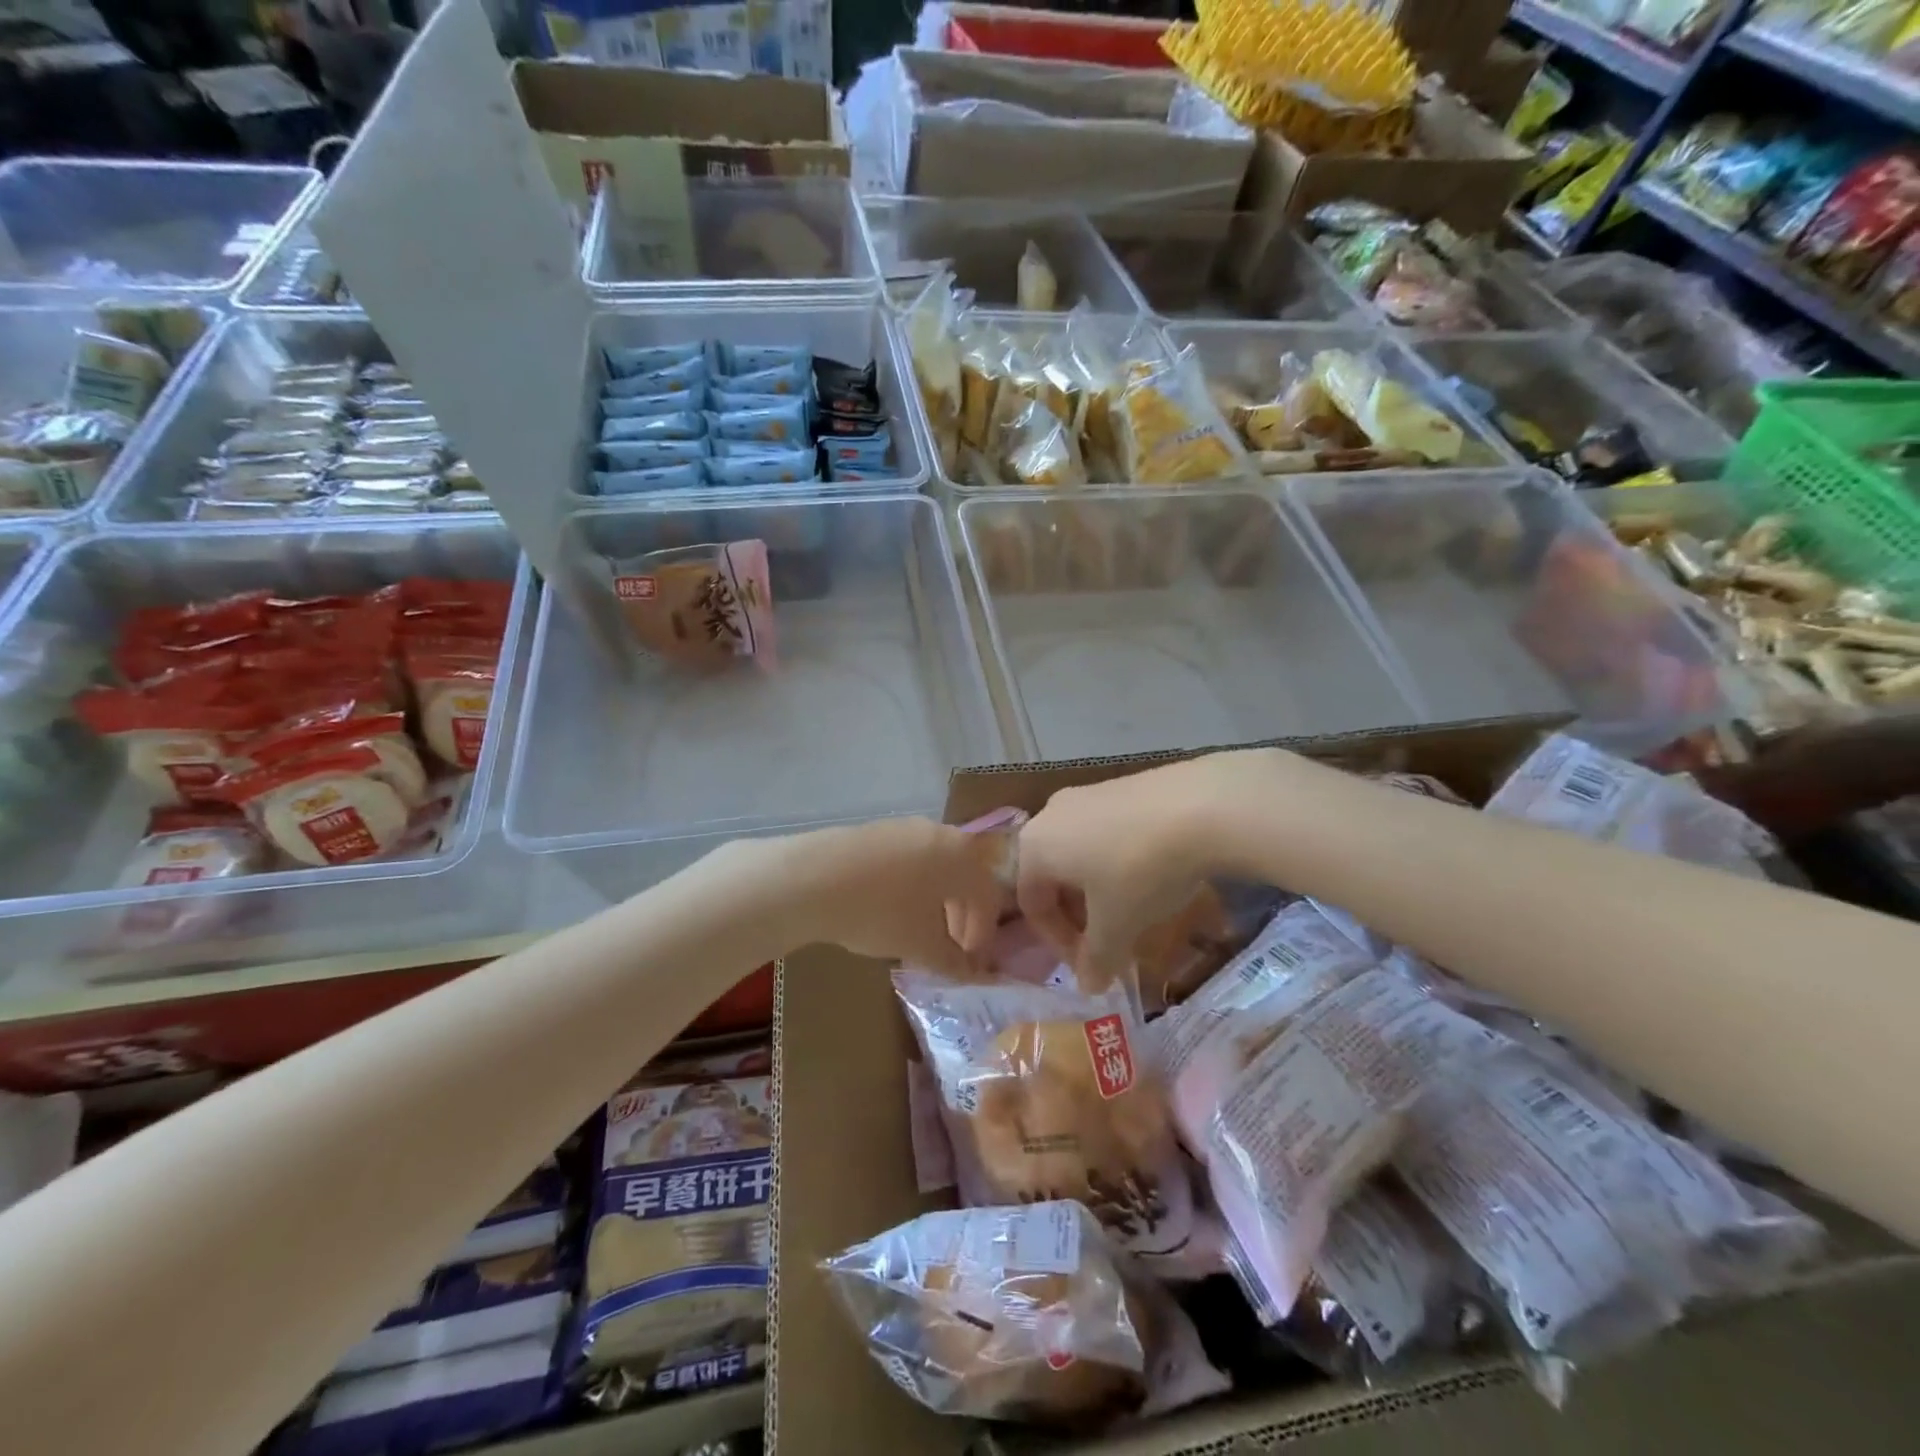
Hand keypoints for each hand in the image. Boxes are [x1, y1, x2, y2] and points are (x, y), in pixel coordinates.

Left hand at [768, 817, 1005, 976]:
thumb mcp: (921, 945)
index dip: (984, 935)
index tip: (971, 964)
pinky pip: (909, 860)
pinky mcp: (877, 830)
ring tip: (919, 931)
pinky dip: (912, 886)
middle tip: (950, 948)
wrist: (812, 878)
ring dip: (937, 901)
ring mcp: (906, 827)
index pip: (988, 897)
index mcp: (963, 857)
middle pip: (965, 877)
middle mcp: (941, 833)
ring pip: (937, 867)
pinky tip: (890, 909)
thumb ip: (953, 961)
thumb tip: (972, 973)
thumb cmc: (880, 912)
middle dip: (962, 916)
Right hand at [1016, 750, 1280, 981]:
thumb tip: (1089, 986)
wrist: (1200, 805)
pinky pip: (1106, 832)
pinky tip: (1152, 875)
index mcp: (1034, 847)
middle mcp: (1050, 814)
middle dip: (1079, 916)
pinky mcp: (1121, 786)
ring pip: (1080, 853)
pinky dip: (1118, 861)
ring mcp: (1086, 795)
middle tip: (1109, 941)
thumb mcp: (1117, 924)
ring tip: (1133, 910)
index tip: (1091, 965)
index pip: (1032, 904)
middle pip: (1053, 876)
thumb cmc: (1139, 871)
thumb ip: (1097, 958)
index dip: (1059, 943)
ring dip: (1099, 889)